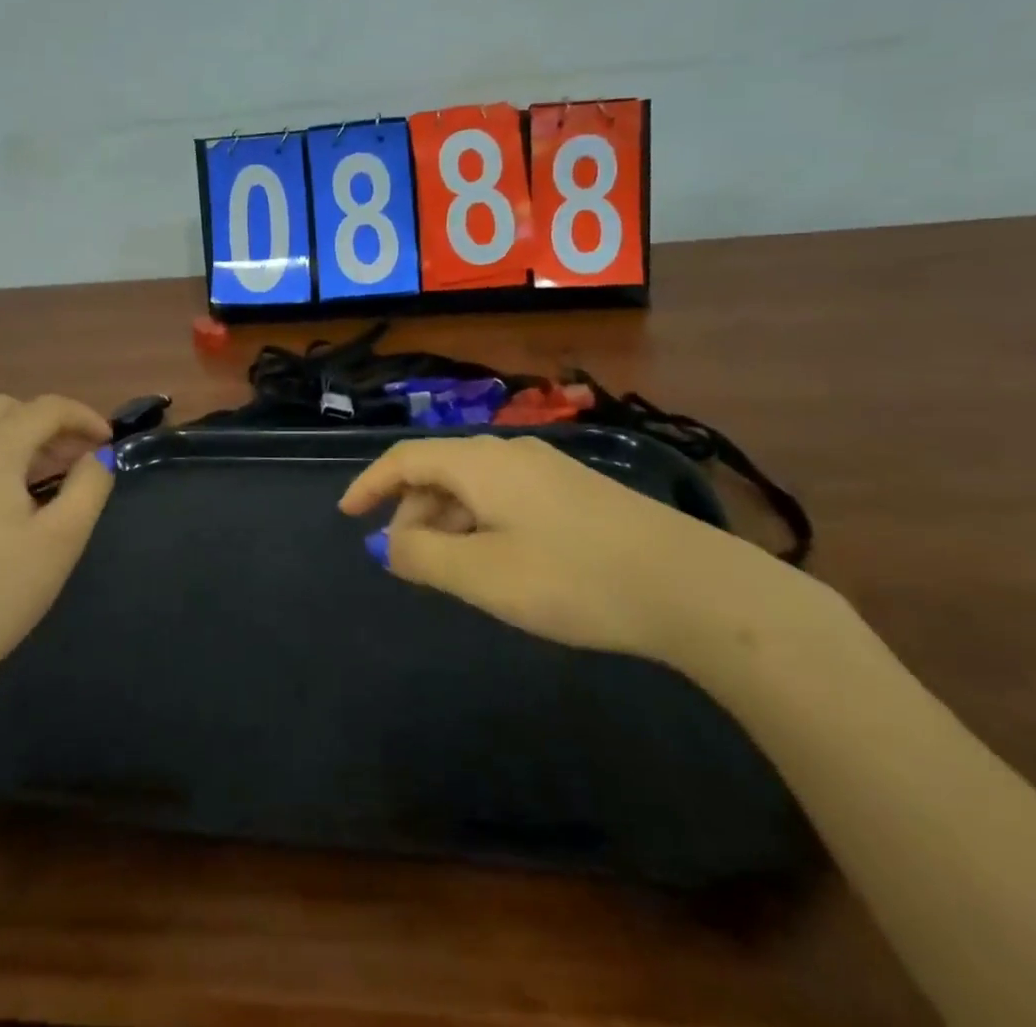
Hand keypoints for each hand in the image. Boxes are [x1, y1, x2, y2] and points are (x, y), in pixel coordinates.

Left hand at [0, 395, 113, 705]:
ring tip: (25, 478)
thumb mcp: (61, 540)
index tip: (108, 444)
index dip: (84, 417)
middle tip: (72, 461)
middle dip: (45, 425)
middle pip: (5, 410)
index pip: (47, 408)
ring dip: (3, 439)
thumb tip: (97, 456)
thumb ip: (89, 487)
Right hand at [339, 434, 796, 665]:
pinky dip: (481, 522)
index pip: (406, 458)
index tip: (346, 515)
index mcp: (481, 462)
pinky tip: (499, 560)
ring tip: (450, 569)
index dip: (369, 484)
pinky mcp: (576, 490)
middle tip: (405, 562)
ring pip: (475, 483)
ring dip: (448, 520)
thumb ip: (423, 557)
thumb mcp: (484, 575)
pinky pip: (506, 495)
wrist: (689, 585)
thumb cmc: (572, 578)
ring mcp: (548, 468)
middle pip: (440, 469)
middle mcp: (511, 451)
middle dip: (411, 512)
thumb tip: (387, 545)